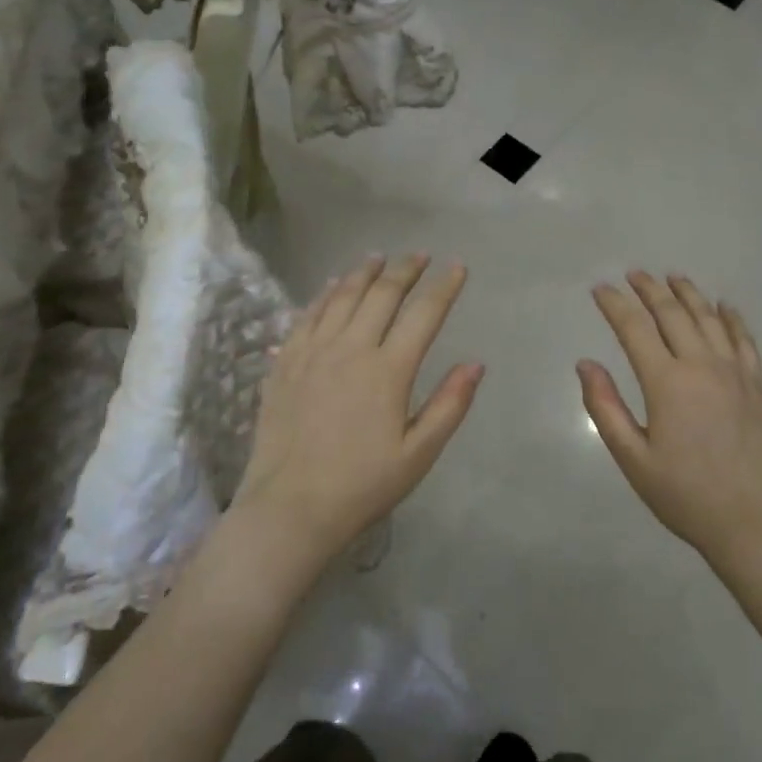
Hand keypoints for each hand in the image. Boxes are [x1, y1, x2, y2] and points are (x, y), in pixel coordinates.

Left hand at [238, 254, 482, 566]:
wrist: (290, 507)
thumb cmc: (362, 485)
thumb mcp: (418, 454)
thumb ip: (449, 405)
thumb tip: (476, 363)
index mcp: (388, 371)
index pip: (423, 314)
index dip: (444, 287)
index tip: (457, 267)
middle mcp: (350, 349)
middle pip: (382, 294)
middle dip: (405, 270)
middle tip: (419, 254)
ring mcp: (312, 353)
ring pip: (341, 296)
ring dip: (364, 272)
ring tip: (379, 257)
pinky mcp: (285, 363)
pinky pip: (307, 315)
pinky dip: (324, 294)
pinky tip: (331, 285)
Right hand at [579, 271, 761, 561]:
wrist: (754, 521)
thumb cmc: (684, 494)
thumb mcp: (633, 458)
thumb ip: (605, 407)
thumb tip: (585, 364)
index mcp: (666, 382)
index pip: (634, 329)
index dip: (615, 305)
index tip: (600, 289)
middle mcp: (701, 365)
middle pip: (672, 313)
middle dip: (649, 290)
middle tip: (633, 274)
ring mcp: (734, 372)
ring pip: (709, 318)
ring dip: (688, 294)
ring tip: (672, 277)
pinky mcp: (757, 385)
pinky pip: (744, 338)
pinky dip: (732, 317)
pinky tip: (724, 305)